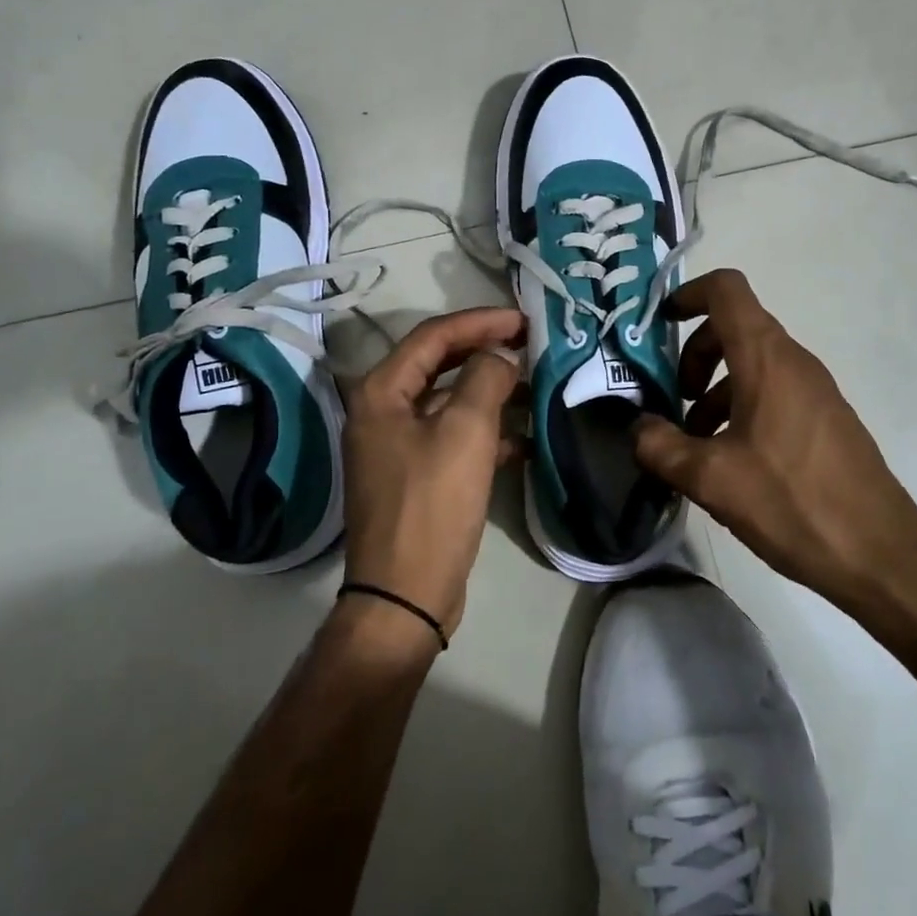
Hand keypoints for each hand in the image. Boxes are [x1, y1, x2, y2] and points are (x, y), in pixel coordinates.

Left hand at [342, 307, 524, 641]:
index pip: (433, 336)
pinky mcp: (415, 476)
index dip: (480, 322)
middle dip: (485, 352)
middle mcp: (381, 412)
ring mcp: (396, 446)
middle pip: (438, 365)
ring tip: (535, 388)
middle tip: (529, 343)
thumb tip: (499, 357)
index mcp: (381, 392)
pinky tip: (523, 441)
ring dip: (490, 393)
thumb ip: (485, 378)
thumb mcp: (465, 432)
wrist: (406, 595)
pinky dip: (486, 432)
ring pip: (449, 402)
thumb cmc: (432, 505)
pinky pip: (453, 438)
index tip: (523, 320)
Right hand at [633, 269, 916, 632]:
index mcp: (766, 359)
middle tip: (674, 400)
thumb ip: (661, 447)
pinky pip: (773, 392)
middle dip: (694, 355)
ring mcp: (815, 390)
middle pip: (734, 328)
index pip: (727, 290)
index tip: (660, 325)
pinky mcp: (825, 420)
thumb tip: (639, 428)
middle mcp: (794, 362)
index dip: (688, 293)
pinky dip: (741, 407)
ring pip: (752, 365)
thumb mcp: (711, 478)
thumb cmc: (792, 502)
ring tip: (694, 442)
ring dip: (715, 389)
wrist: (880, 554)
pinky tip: (730, 461)